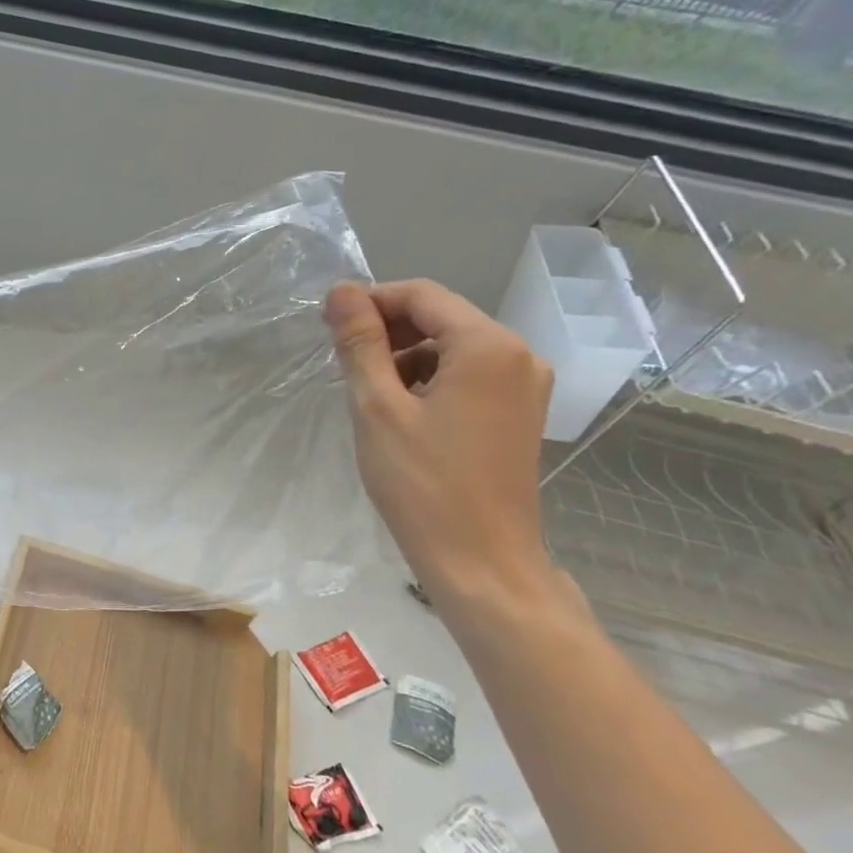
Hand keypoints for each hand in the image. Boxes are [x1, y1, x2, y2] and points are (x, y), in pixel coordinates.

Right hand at [325, 280, 555, 613]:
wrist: (481, 562)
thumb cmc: (423, 484)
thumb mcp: (378, 408)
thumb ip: (360, 343)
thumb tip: (341, 290)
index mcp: (489, 347)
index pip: (421, 295)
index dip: (370, 301)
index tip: (327, 325)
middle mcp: (519, 355)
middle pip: (441, 317)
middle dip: (387, 331)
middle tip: (343, 363)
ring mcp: (525, 386)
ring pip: (452, 347)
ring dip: (405, 358)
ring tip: (369, 396)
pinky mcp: (520, 413)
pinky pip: (468, 375)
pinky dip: (429, 381)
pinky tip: (401, 413)